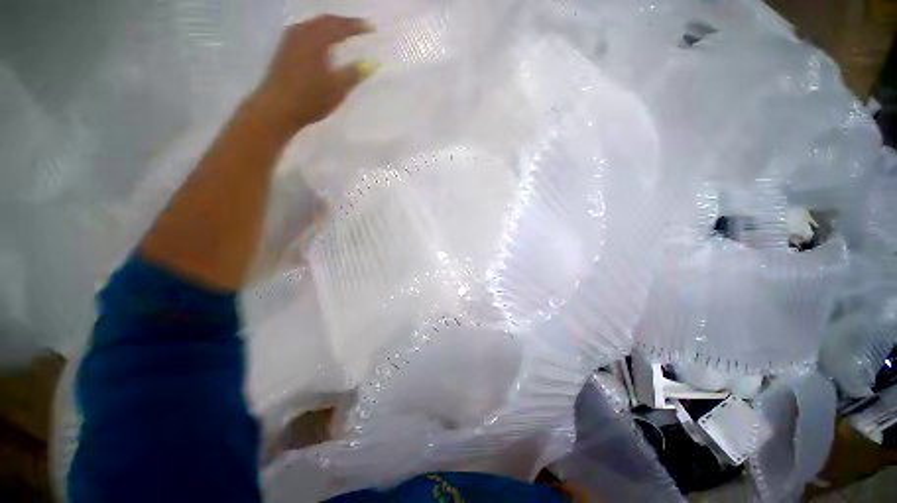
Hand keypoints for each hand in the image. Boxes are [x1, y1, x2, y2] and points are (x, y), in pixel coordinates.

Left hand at [252, 15, 375, 132]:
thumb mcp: (336, 89)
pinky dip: (319, 32)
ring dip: (330, 26)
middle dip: (344, 23)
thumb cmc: (309, 99)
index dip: (357, 26)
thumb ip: (354, 74)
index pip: (340, 27)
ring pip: (314, 25)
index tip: (372, 28)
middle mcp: (302, 32)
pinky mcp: (285, 48)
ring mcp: (290, 39)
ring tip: (343, 32)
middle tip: (359, 27)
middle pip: (326, 20)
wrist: (277, 108)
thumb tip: (373, 63)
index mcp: (316, 40)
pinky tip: (323, 41)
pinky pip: (306, 31)